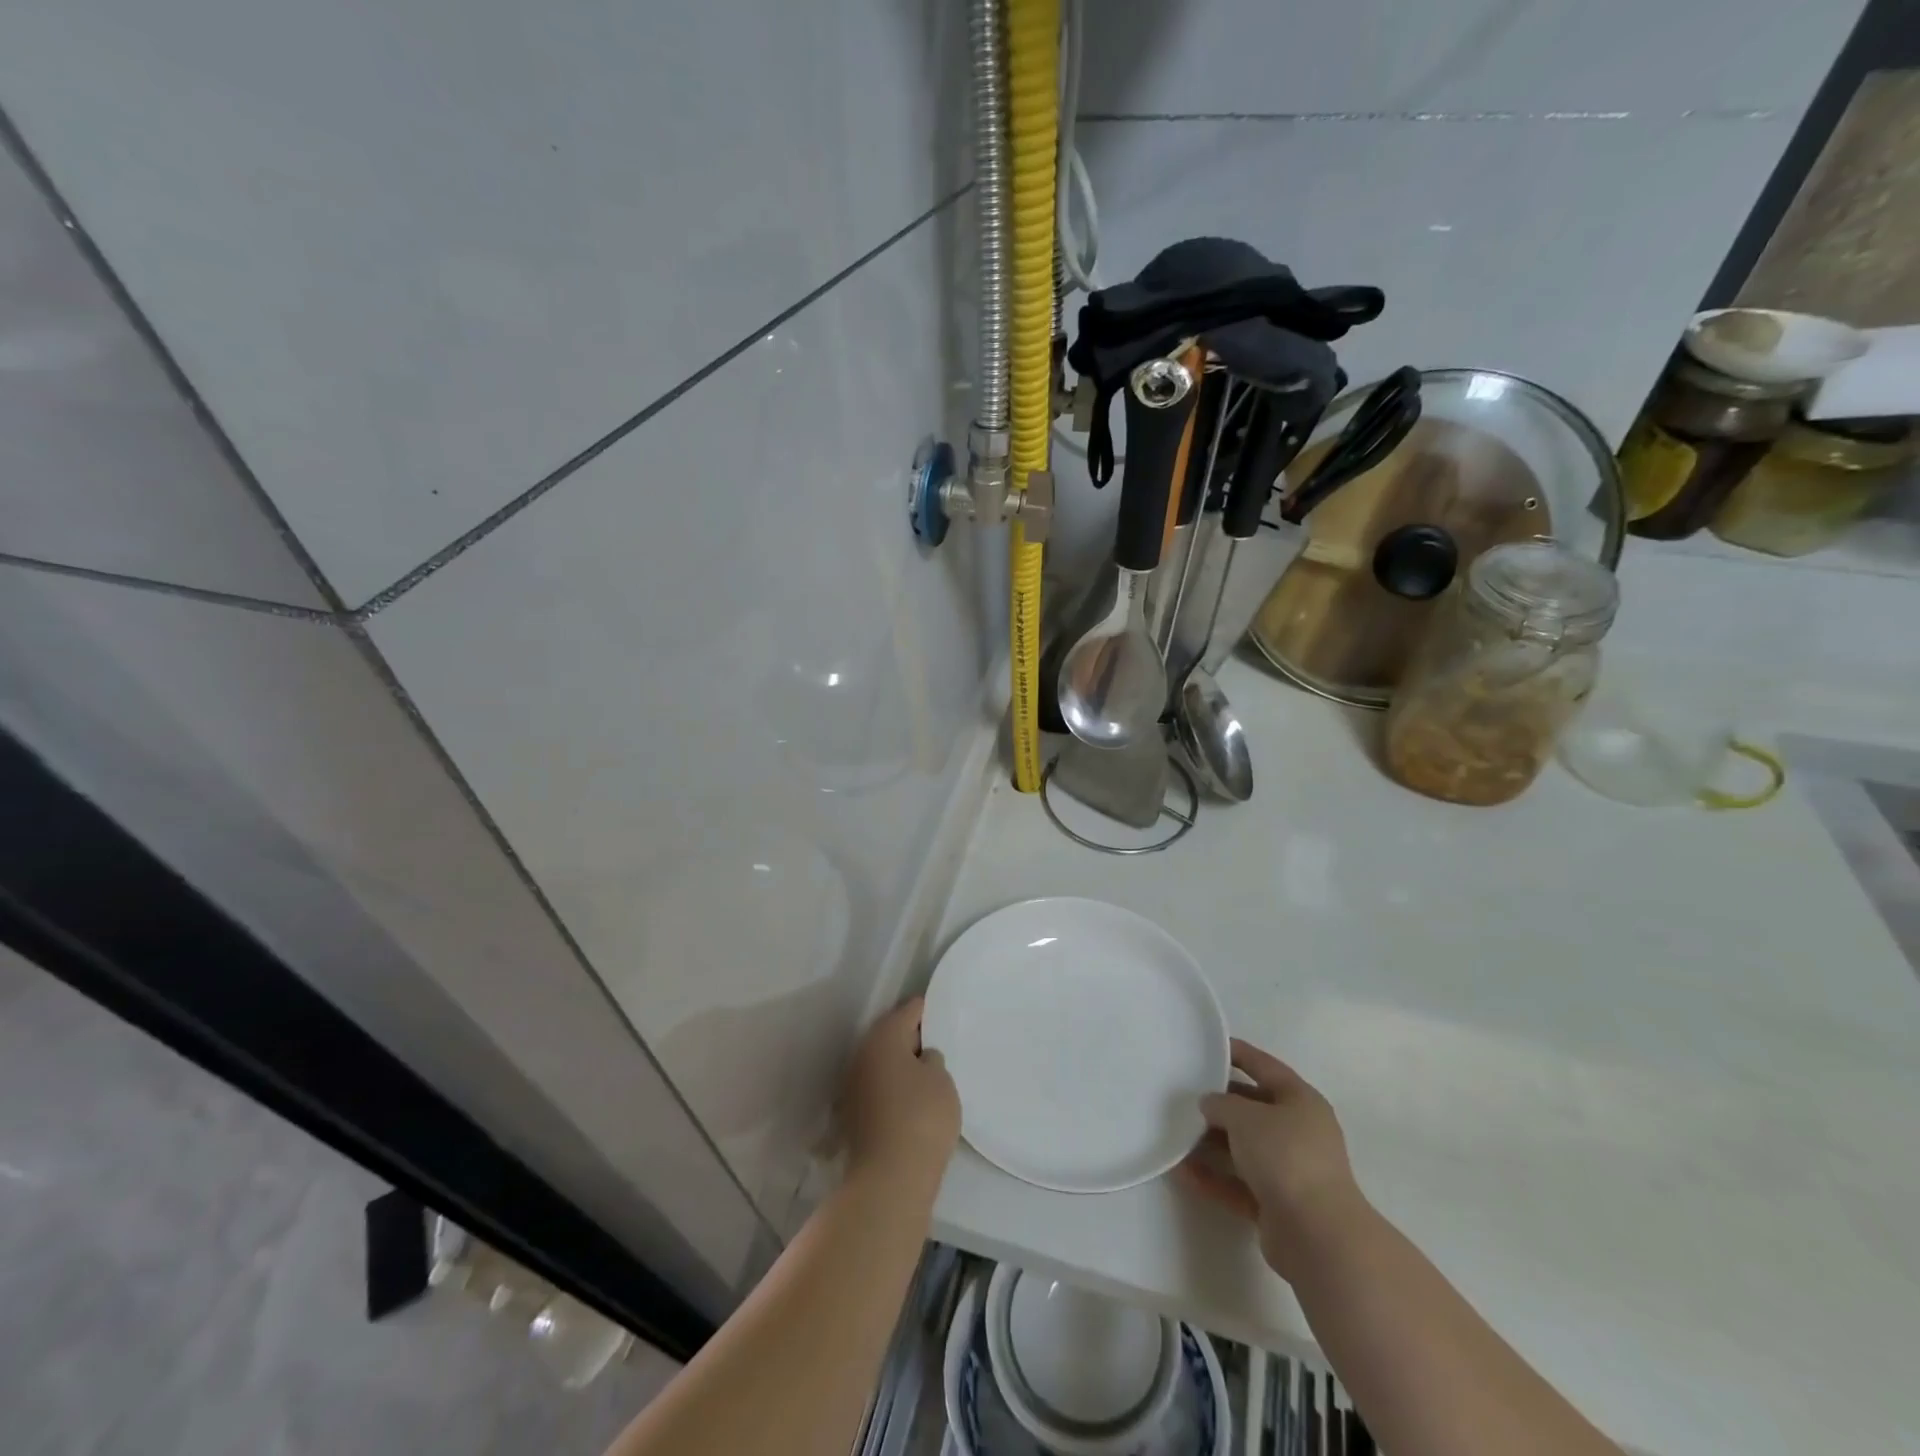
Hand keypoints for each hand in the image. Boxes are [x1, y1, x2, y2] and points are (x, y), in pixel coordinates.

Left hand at [839, 997, 960, 1187]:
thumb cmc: (921, 1119)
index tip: (942, 1013)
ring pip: (881, 1063)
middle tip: (937, 1044)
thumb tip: (920, 1059)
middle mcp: (861, 1055)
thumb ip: (933, 1061)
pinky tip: (911, 1101)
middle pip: (890, 1036)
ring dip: (900, 1065)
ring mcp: (852, 1086)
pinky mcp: (852, 1116)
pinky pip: (877, 1088)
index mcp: (883, 1038)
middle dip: (911, 1038)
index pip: (908, 1011)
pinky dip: (892, 1088)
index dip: (927, 1010)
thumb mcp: (941, 1081)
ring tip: (927, 1075)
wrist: (888, 1181)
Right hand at [1178, 1039, 1364, 1279]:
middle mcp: (1298, 1132)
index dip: (1238, 1053)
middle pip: (1252, 1110)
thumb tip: (1209, 1104)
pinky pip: (1238, 1183)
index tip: (1208, 1046)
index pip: (1265, 1067)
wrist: (1318, 1236)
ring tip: (1174, 1133)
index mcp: (1301, 1101)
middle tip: (1182, 1094)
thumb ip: (1221, 1104)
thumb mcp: (1246, 1116)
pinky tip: (1182, 1172)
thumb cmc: (1286, 1157)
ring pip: (1243, 1148)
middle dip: (1219, 1104)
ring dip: (1210, 1143)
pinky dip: (1213, 1177)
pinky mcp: (1276, 1205)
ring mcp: (1289, 1171)